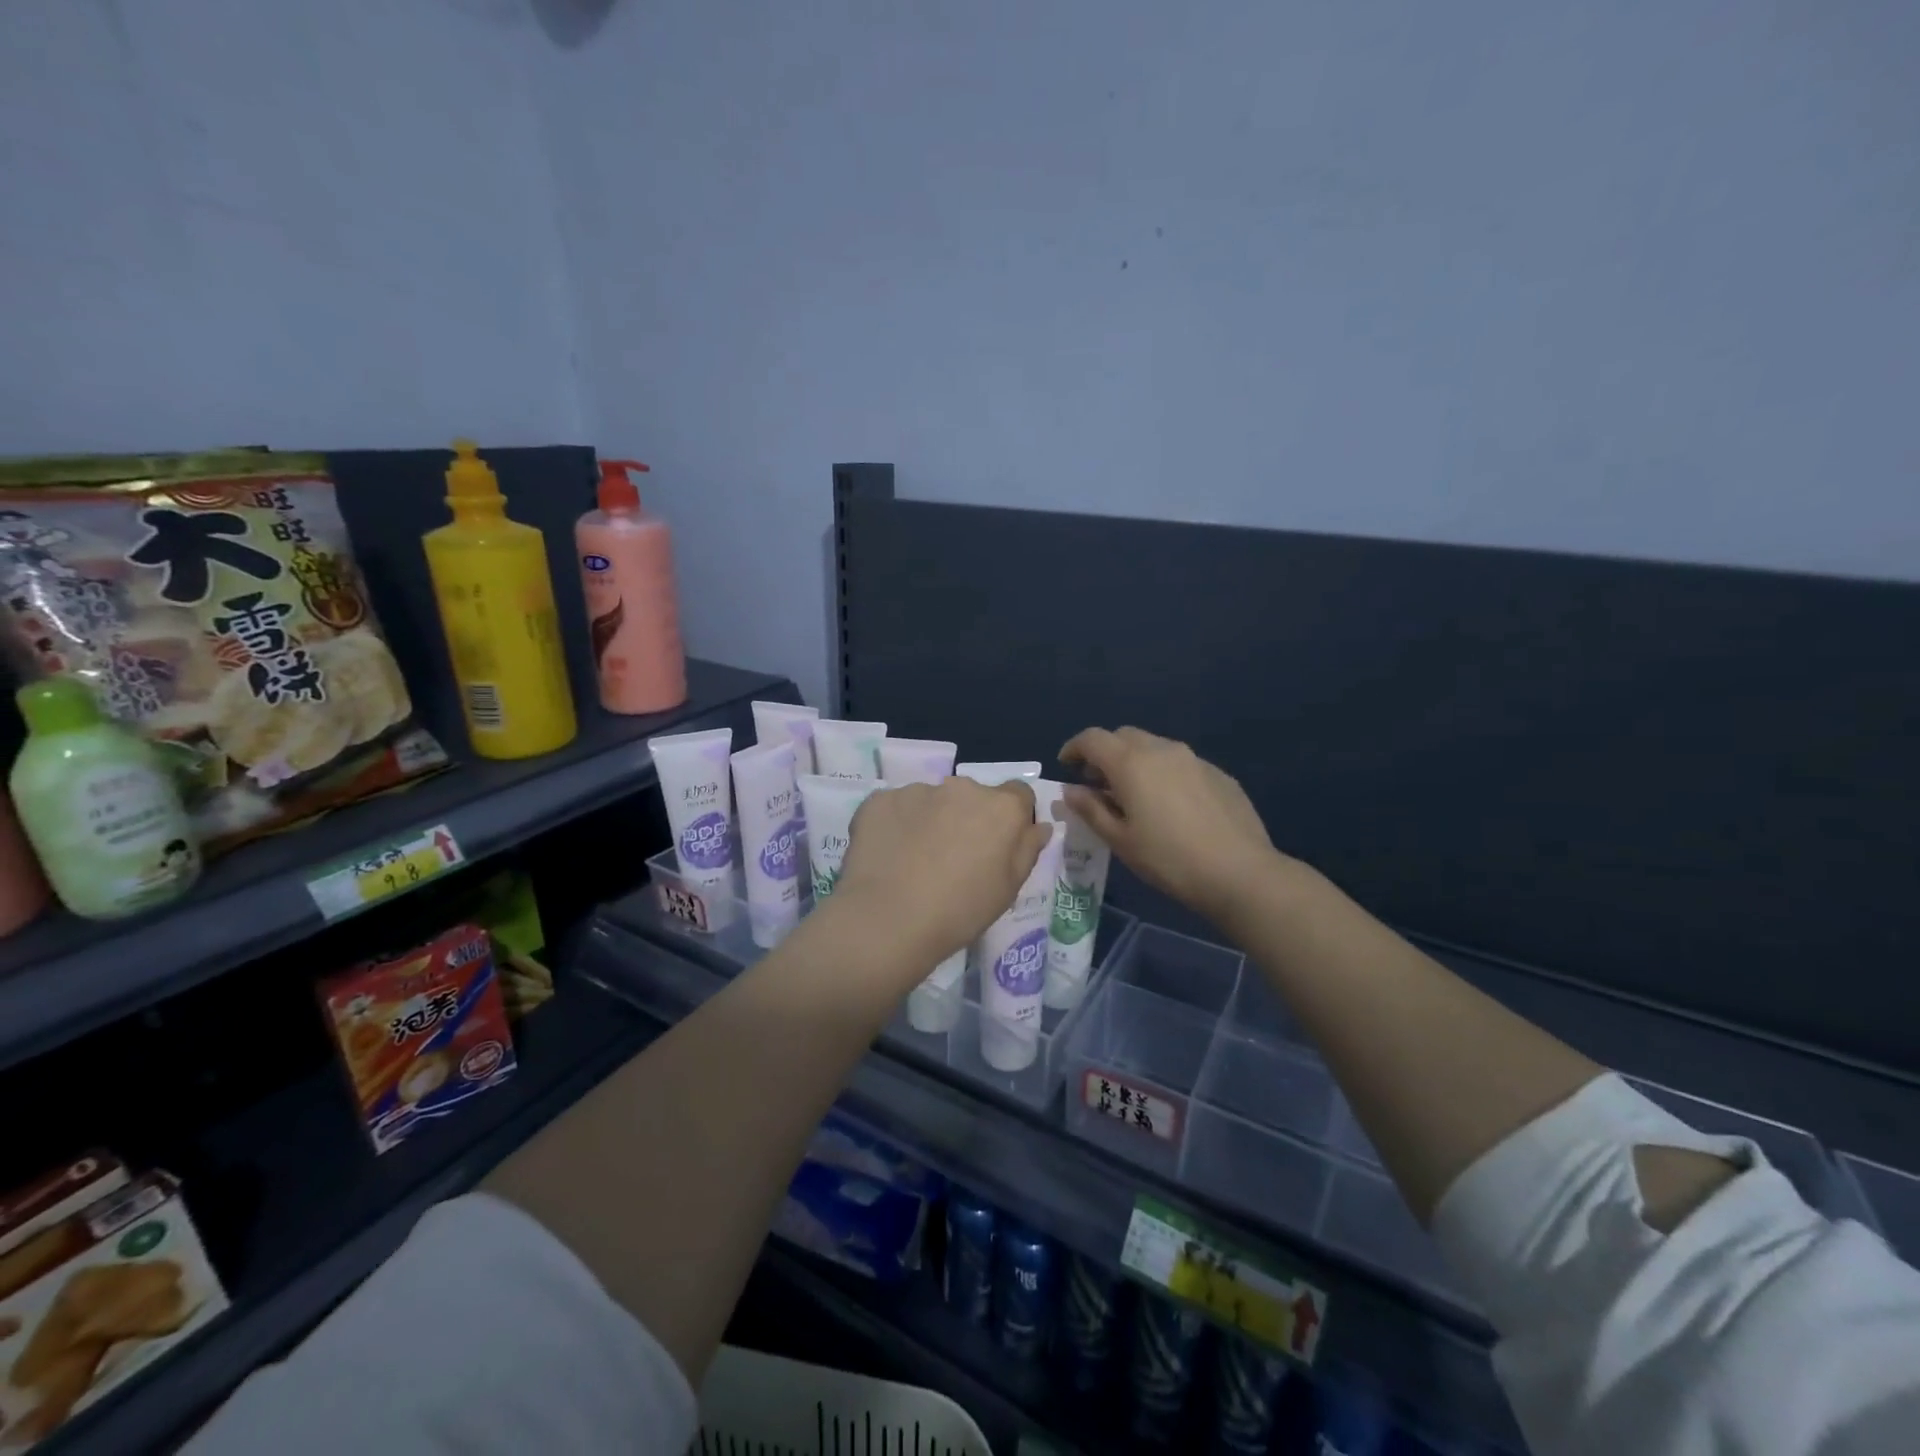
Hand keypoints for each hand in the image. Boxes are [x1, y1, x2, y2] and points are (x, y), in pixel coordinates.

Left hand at [832, 778, 1052, 977]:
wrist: (888, 919)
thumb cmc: (960, 910)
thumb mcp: (1008, 889)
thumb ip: (1027, 849)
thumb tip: (1038, 826)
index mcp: (1001, 807)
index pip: (1019, 794)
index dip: (1011, 818)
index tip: (998, 844)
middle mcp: (962, 786)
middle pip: (972, 796)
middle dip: (968, 817)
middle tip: (953, 857)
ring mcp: (917, 790)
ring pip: (932, 800)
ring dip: (931, 819)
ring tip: (914, 860)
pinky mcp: (880, 799)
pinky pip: (896, 807)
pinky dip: (896, 824)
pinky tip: (888, 856)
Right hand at [1059, 726, 1283, 924]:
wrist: (1240, 872)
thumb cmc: (1168, 859)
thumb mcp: (1120, 840)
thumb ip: (1091, 809)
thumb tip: (1071, 790)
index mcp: (1131, 763)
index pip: (1092, 738)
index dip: (1074, 748)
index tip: (1066, 765)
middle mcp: (1162, 749)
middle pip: (1124, 736)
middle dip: (1105, 753)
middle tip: (1097, 783)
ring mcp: (1194, 759)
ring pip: (1154, 747)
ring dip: (1135, 761)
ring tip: (1133, 795)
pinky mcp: (1218, 774)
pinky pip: (1180, 763)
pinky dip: (1163, 773)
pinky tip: (1170, 806)